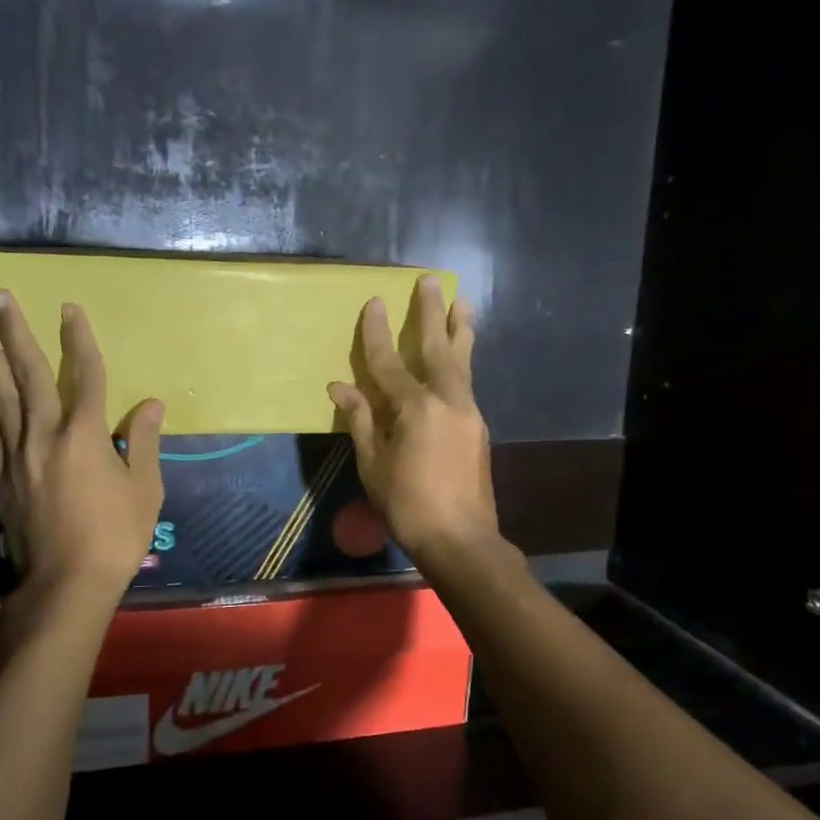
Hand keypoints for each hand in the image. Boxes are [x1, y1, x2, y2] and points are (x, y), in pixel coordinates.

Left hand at [0, 291, 163, 596]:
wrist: (67, 583)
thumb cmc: (115, 536)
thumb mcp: (145, 490)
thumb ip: (145, 443)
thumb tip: (153, 404)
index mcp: (86, 436)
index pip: (86, 376)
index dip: (79, 339)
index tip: (69, 309)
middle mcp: (46, 436)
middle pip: (29, 375)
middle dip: (15, 333)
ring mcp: (19, 456)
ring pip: (0, 397)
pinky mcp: (3, 477)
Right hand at [328, 276, 502, 571]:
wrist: (461, 539)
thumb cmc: (408, 505)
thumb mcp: (373, 465)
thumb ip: (361, 421)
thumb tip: (340, 387)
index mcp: (415, 409)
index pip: (389, 362)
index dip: (377, 333)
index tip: (374, 301)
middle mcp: (447, 401)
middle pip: (438, 348)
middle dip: (432, 312)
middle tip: (432, 280)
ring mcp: (468, 413)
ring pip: (462, 362)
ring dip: (460, 330)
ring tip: (464, 302)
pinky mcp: (479, 428)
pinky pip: (467, 383)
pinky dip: (461, 362)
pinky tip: (459, 357)